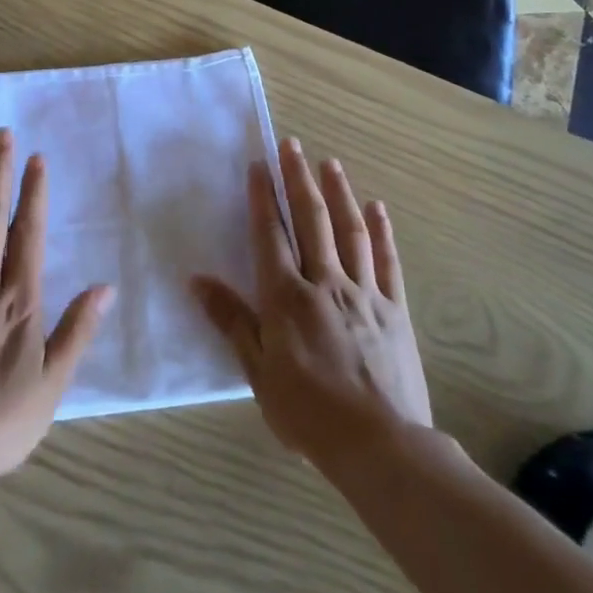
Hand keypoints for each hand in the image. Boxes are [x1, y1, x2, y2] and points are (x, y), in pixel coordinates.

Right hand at [192, 137, 432, 476]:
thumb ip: (231, 321)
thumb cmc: (309, 413)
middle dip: (298, 179)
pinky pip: (386, 262)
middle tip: (292, 145)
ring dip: (339, 194)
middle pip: (311, 220)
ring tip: (330, 164)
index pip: (270, 234)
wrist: (382, 447)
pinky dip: (381, 232)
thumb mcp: (259, 372)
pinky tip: (377, 208)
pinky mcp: (394, 310)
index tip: (259, 164)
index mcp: (286, 297)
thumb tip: (198, 280)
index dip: (263, 197)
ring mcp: (364, 293)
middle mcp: (324, 282)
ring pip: (349, 232)